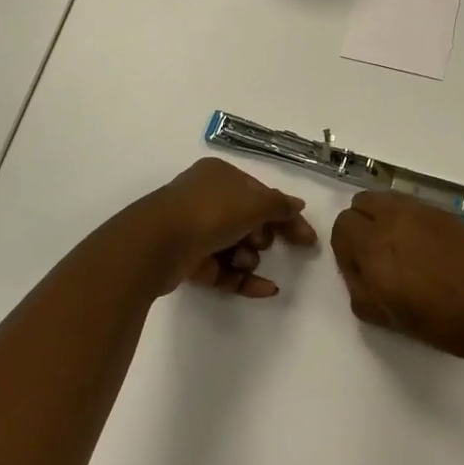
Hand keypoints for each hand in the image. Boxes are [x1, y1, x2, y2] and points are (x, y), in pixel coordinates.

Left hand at [128, 157, 316, 298]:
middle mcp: (205, 197)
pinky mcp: (186, 260)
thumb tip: (298, 205)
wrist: (156, 244)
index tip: (307, 238)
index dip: (284, 213)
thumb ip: (279, 205)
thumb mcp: (253, 204)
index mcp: (220, 175)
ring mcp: (193, 229)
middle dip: (263, 234)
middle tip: (267, 243)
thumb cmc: (209, 213)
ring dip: (250, 257)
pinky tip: (267, 290)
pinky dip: (243, 279)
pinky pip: (222, 269)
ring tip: (248, 262)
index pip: (260, 193)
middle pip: (247, 219)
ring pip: (234, 245)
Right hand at [330, 192, 463, 362]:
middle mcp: (396, 217)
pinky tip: (426, 250)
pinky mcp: (446, 212)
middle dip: (360, 225)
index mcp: (376, 244)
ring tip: (400, 251)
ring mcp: (424, 210)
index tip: (359, 271)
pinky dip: (408, 220)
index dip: (344, 249)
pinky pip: (414, 206)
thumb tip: (358, 270)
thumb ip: (359, 290)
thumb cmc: (440, 321)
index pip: (342, 225)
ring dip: (383, 218)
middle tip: (374, 256)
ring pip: (388, 199)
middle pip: (362, 202)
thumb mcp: (387, 317)